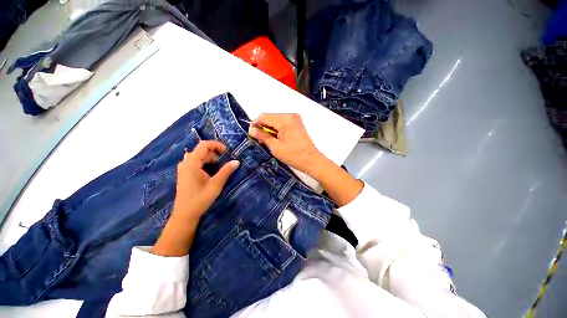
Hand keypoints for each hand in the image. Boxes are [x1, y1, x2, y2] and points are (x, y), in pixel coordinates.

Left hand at [173, 140, 239, 220]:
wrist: (185, 214)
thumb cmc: (200, 199)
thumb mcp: (216, 184)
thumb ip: (226, 171)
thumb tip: (236, 161)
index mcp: (192, 163)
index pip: (204, 145)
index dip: (216, 145)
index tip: (227, 152)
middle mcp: (186, 162)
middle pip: (202, 150)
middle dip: (215, 153)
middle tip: (226, 161)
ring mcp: (184, 168)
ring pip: (199, 156)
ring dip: (211, 158)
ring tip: (220, 167)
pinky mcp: (185, 173)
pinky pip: (196, 162)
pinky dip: (206, 163)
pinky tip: (211, 171)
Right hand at [249, 114, 323, 175]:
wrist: (311, 160)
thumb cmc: (293, 155)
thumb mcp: (275, 147)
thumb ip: (262, 136)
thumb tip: (251, 130)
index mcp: (285, 119)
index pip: (264, 116)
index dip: (255, 124)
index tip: (251, 133)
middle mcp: (290, 115)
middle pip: (270, 117)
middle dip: (263, 127)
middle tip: (260, 139)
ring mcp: (295, 119)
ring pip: (276, 120)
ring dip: (270, 129)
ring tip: (269, 141)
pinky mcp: (297, 124)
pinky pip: (283, 123)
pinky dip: (277, 130)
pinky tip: (276, 139)